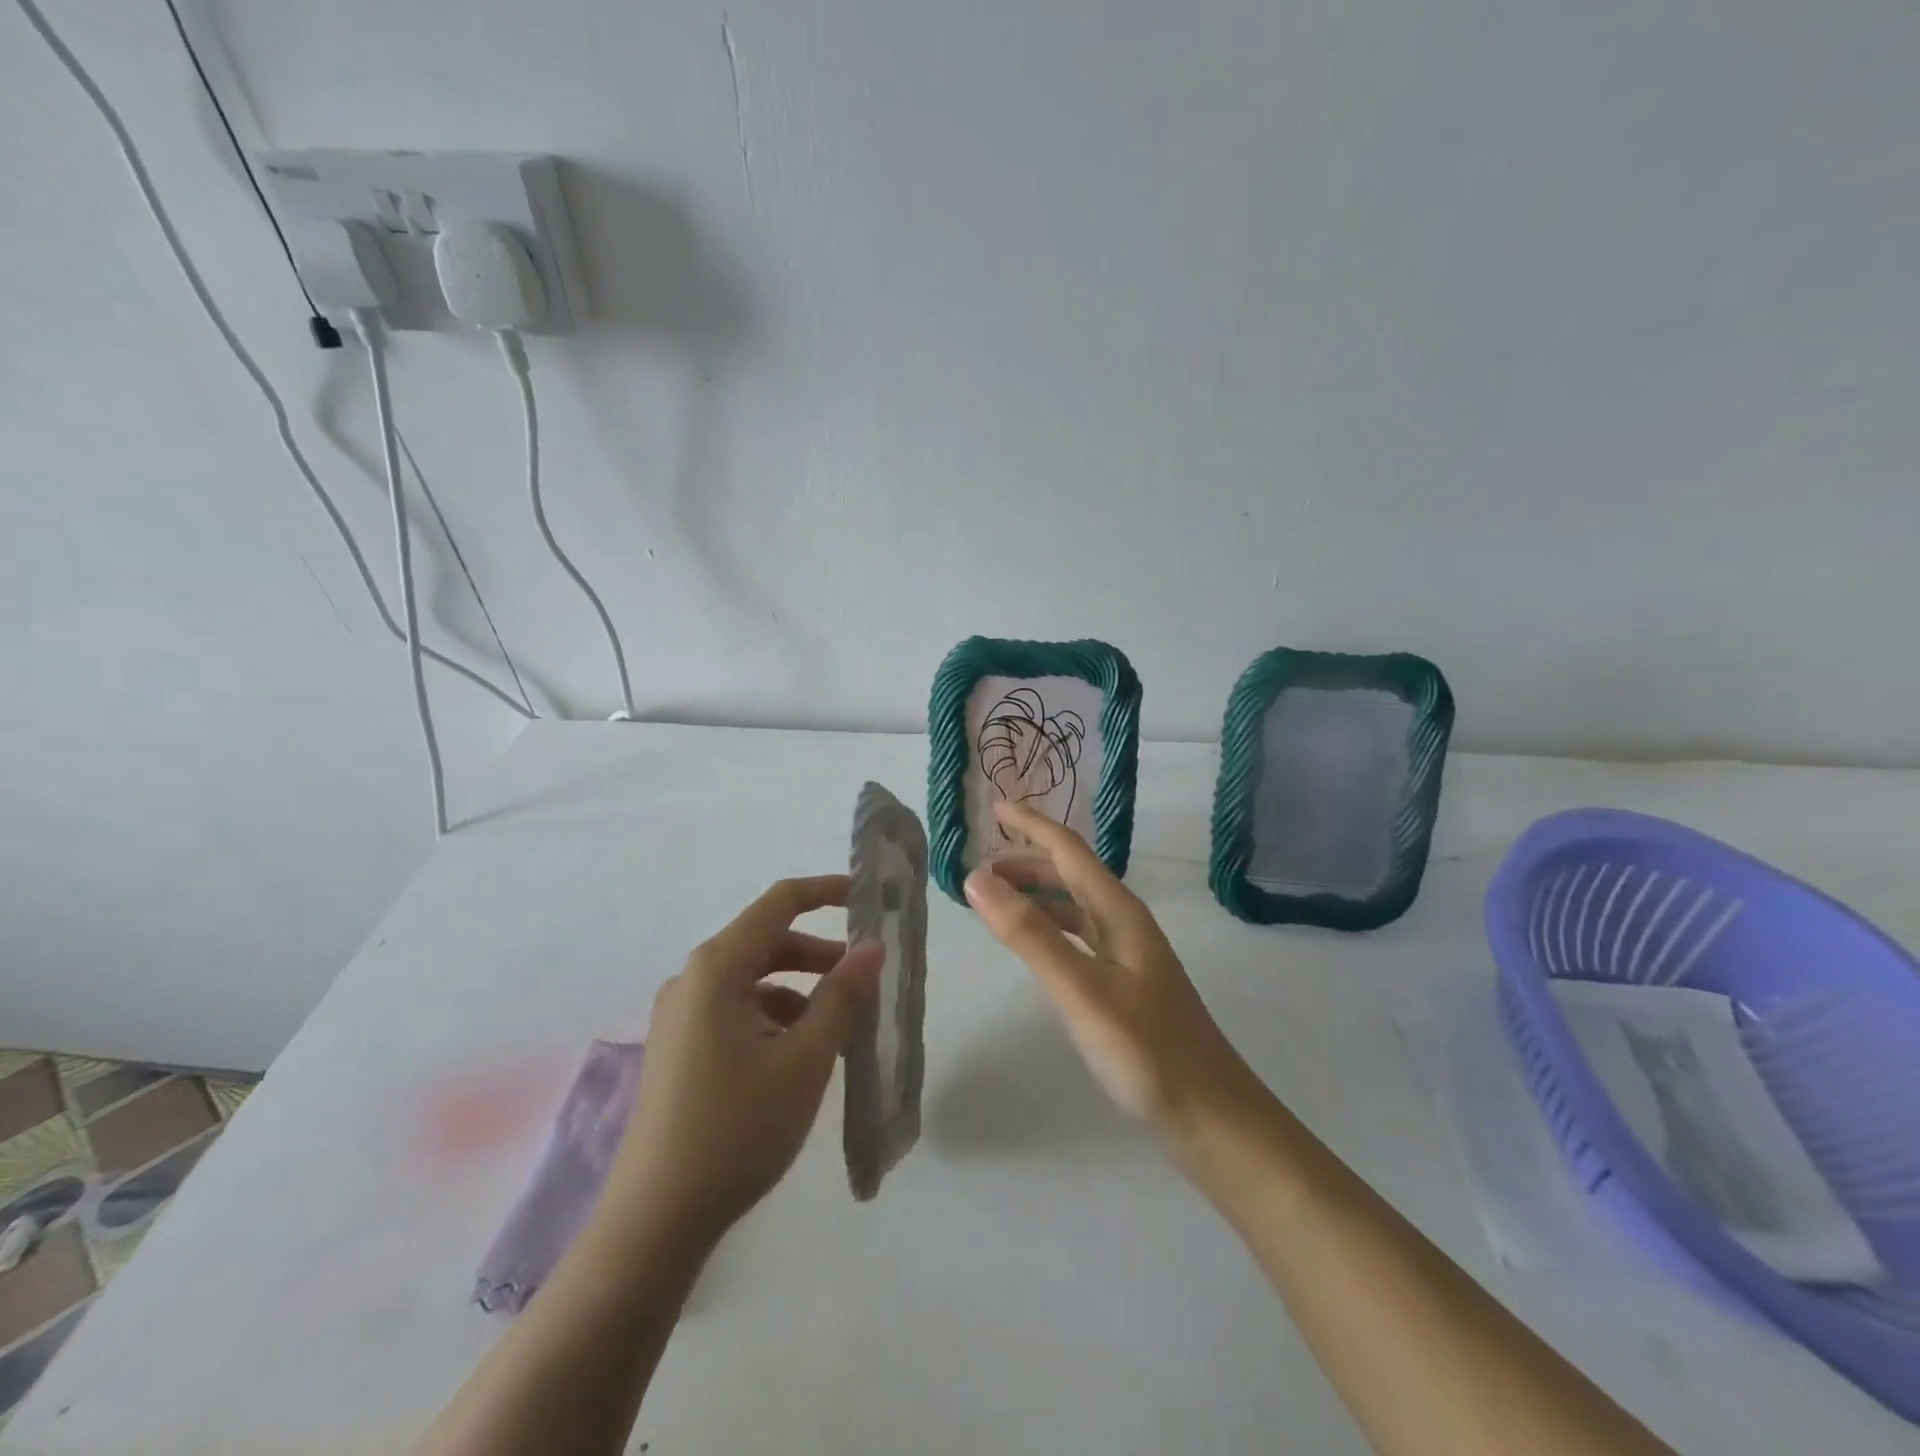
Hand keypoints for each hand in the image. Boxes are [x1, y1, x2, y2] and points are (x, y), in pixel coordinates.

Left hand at [600, 876, 881, 1249]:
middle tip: (865, 979)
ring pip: (753, 979)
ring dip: (800, 989)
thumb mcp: (805, 1059)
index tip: (867, 899)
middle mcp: (692, 978)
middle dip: (820, 954)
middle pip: (767, 942)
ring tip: (839, 1025)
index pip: (779, 903)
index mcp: (717, 968)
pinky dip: (773, 1015)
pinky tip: (799, 1054)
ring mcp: (680, 1014)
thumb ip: (842, 995)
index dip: (826, 891)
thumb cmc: (738, 1128)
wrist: (655, 1220)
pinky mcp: (678, 1046)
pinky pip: (735, 1009)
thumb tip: (872, 947)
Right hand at [964, 801, 1264, 1153]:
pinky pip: (1077, 936)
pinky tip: (1033, 943)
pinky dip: (1048, 927)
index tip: (993, 806)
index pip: (1068, 850)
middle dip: (1026, 860)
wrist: (1210, 1115)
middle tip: (977, 866)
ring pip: (1073, 906)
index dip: (1031, 824)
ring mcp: (1127, 954)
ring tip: (993, 899)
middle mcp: (1124, 922)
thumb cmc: (1145, 1050)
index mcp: (1119, 911)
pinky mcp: (1124, 983)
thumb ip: (1028, 933)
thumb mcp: (1080, 989)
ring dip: (1035, 894)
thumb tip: (976, 877)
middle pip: (1070, 874)